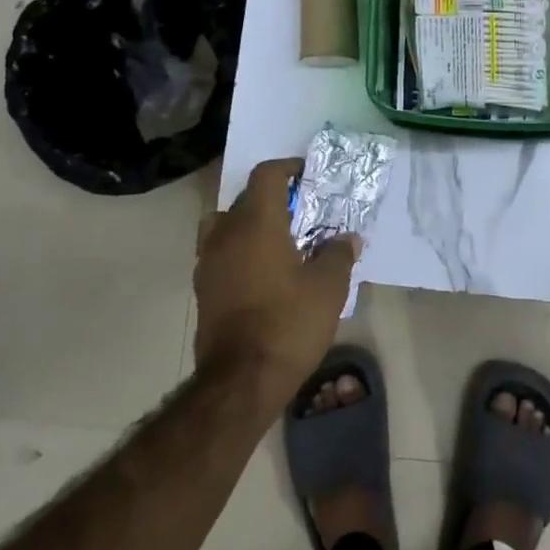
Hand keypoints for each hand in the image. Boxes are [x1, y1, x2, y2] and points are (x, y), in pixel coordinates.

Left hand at [192, 158, 358, 404]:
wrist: (241, 380)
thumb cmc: (289, 323)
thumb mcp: (329, 287)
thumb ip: (338, 254)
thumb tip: (347, 238)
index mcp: (256, 223)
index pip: (266, 175)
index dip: (288, 169)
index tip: (308, 176)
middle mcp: (226, 234)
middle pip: (246, 198)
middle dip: (274, 198)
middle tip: (303, 212)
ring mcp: (208, 262)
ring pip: (226, 224)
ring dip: (250, 224)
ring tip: (278, 241)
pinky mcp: (202, 289)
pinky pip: (220, 253)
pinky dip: (239, 250)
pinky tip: (262, 272)